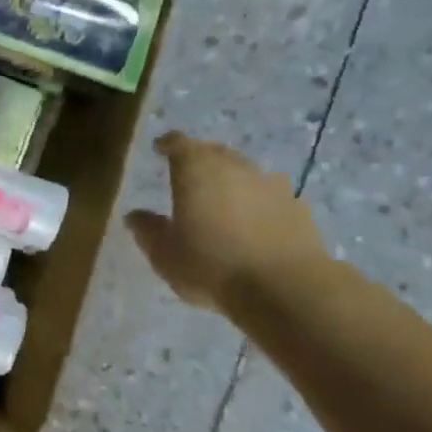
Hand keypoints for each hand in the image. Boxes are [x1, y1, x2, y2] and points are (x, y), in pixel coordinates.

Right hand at [125, 134, 329, 310]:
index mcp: (195, 168)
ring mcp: (270, 183)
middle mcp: (233, 165)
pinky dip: (258, 203)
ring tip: (222, 202)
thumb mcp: (165, 254)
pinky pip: (269, 196)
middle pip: (213, 152)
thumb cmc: (212, 264)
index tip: (160, 149)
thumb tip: (134, 216)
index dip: (168, 144)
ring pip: (244, 172)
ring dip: (231, 181)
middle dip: (200, 159)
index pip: (178, 143)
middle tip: (188, 177)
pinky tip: (254, 224)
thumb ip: (148, 230)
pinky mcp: (298, 207)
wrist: (286, 289)